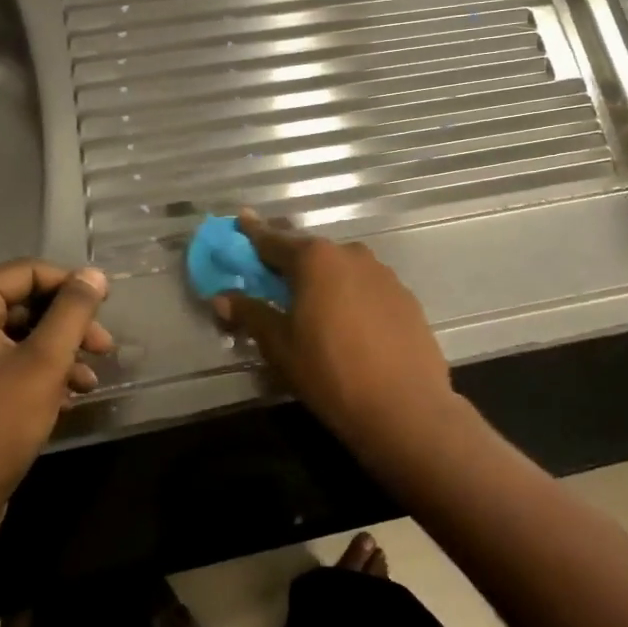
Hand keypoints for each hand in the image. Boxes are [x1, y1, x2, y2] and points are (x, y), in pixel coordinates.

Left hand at [0, 260, 112, 549]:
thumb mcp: (45, 363)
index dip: (70, 285)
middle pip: (23, 304)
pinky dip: (39, 373)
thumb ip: (73, 311)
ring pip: (18, 337)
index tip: (106, 307)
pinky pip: (5, 364)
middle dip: (68, 325)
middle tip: (105, 348)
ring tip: (90, 380)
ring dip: (59, 352)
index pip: (25, 273)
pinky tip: (68, 397)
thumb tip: (94, 274)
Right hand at [212, 211, 455, 444]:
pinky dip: (350, 296)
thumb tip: (221, 298)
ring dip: (323, 281)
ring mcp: (383, 274)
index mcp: (315, 259)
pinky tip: (348, 324)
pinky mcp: (405, 297)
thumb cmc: (330, 372)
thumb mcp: (281, 346)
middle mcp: (351, 254)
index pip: (273, 241)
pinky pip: (366, 288)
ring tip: (311, 307)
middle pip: (310, 253)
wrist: (405, 407)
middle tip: (271, 279)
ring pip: (342, 269)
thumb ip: (252, 314)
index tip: (241, 219)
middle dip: (289, 263)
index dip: (253, 233)